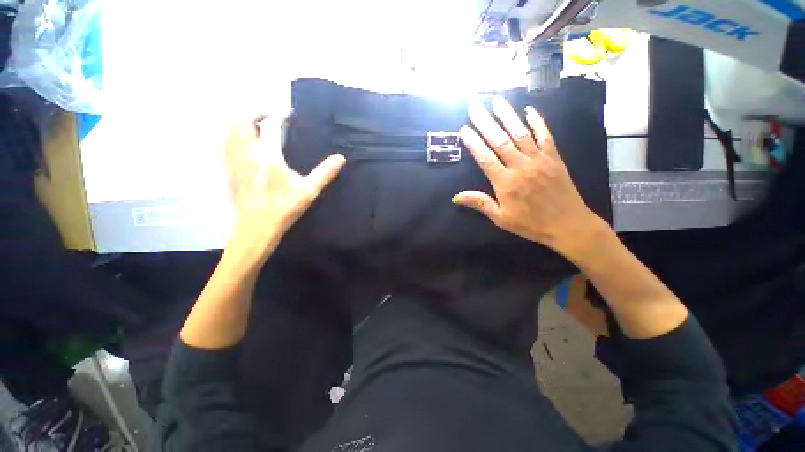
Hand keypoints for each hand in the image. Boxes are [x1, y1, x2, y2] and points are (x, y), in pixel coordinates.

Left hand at [225, 112, 345, 263]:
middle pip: (242, 121)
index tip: (288, 113)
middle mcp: (247, 153)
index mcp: (268, 156)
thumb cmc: (284, 207)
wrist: (256, 227)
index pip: (270, 125)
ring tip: (257, 126)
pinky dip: (235, 135)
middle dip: (255, 113)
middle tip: (270, 116)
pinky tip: (246, 144)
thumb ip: (325, 172)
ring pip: (231, 130)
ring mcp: (234, 161)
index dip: (279, 115)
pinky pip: (227, 143)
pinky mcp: (229, 170)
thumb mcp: (309, 191)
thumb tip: (341, 158)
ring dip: (243, 123)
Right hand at [453, 97, 607, 259]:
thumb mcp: (501, 218)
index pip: (485, 158)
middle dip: (485, 123)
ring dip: (507, 116)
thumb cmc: (530, 224)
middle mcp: (520, 166)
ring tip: (496, 101)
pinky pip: (545, 135)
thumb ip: (480, 203)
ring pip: (520, 133)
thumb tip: (456, 196)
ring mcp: (539, 159)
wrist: (567, 225)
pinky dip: (537, 122)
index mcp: (505, 183)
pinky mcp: (554, 157)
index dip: (473, 143)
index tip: (464, 130)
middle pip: (500, 141)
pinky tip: (529, 110)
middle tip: (474, 107)